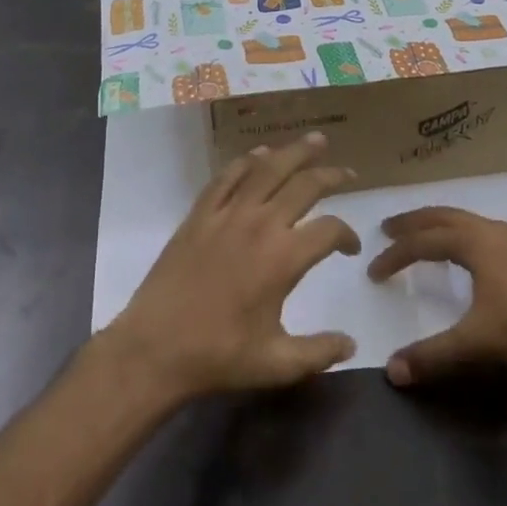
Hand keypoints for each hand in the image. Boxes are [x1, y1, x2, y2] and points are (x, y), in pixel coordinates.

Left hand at [103, 133, 359, 402]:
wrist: (154, 349)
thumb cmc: (219, 356)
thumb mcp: (277, 363)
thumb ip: (319, 351)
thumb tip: (352, 343)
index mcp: (284, 258)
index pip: (329, 230)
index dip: (347, 235)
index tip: (350, 248)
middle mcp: (259, 225)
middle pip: (304, 185)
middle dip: (331, 176)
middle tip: (348, 174)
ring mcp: (226, 215)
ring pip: (267, 170)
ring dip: (294, 153)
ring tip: (315, 141)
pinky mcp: (199, 215)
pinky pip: (226, 178)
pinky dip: (246, 162)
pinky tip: (258, 155)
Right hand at [368, 207, 506, 385]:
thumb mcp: (476, 341)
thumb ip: (433, 355)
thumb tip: (392, 371)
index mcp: (472, 243)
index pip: (422, 243)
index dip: (394, 256)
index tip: (374, 271)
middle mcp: (490, 231)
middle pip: (442, 216)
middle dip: (413, 222)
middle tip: (388, 228)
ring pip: (467, 220)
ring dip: (439, 224)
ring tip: (425, 236)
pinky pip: (484, 230)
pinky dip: (463, 233)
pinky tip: (470, 253)